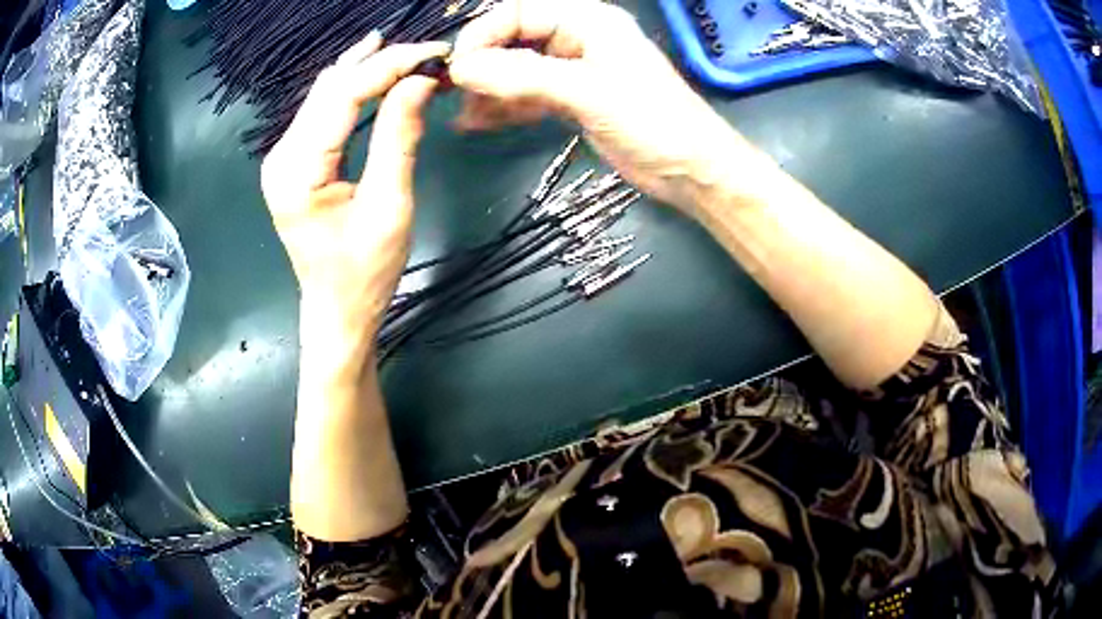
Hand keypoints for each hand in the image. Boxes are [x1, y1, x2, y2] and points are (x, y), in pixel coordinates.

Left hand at [261, 33, 449, 357]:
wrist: (336, 311)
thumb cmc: (365, 273)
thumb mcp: (390, 206)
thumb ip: (400, 137)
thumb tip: (419, 81)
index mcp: (298, 170)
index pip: (344, 94)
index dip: (391, 66)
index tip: (435, 53)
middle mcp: (282, 155)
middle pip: (331, 88)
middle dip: (381, 62)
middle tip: (429, 52)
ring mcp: (283, 157)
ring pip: (325, 93)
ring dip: (367, 70)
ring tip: (408, 53)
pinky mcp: (293, 161)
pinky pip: (323, 111)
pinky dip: (353, 89)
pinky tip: (374, 70)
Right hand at [448, 0, 757, 211]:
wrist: (690, 170)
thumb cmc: (652, 121)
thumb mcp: (586, 91)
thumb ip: (522, 75)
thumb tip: (462, 68)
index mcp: (585, 20)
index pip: (516, 12)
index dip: (482, 35)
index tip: (457, 69)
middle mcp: (577, 38)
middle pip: (513, 40)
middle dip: (482, 65)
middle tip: (454, 95)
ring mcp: (574, 70)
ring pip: (517, 70)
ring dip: (488, 90)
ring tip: (463, 115)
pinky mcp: (573, 100)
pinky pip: (528, 95)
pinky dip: (505, 108)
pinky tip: (479, 123)